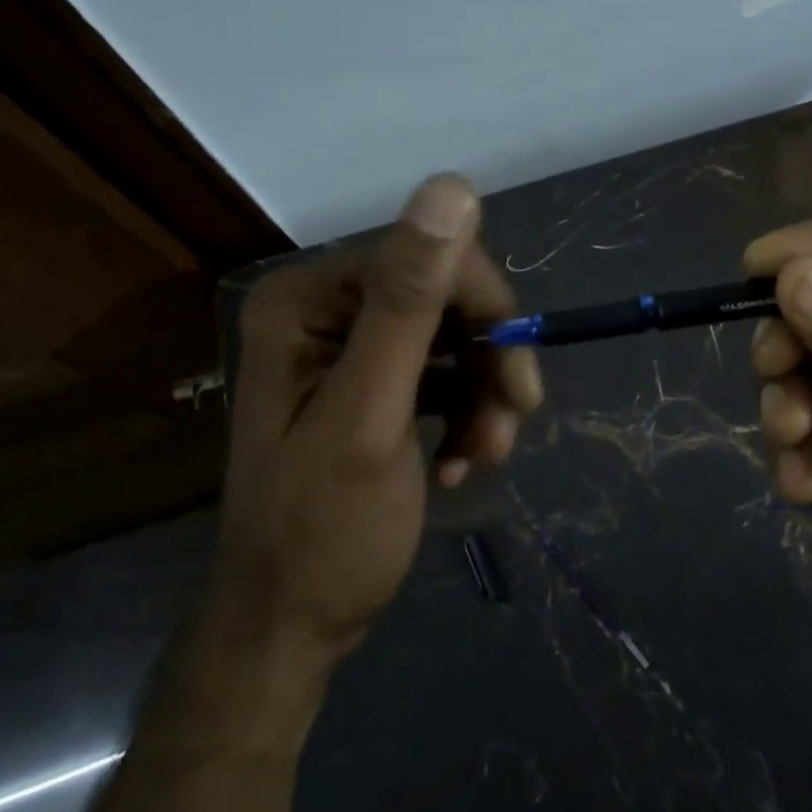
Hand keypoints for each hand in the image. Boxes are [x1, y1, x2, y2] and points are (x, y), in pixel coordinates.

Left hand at [219, 175, 541, 658]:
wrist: (292, 626)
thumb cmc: (325, 530)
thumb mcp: (371, 414)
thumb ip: (408, 302)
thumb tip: (452, 186)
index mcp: (309, 300)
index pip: (428, 257)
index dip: (486, 309)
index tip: (519, 380)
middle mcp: (325, 312)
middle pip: (445, 299)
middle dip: (489, 362)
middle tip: (513, 425)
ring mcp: (348, 351)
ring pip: (455, 340)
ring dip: (485, 397)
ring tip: (487, 459)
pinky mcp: (373, 388)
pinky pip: (443, 377)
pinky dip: (465, 417)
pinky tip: (461, 467)